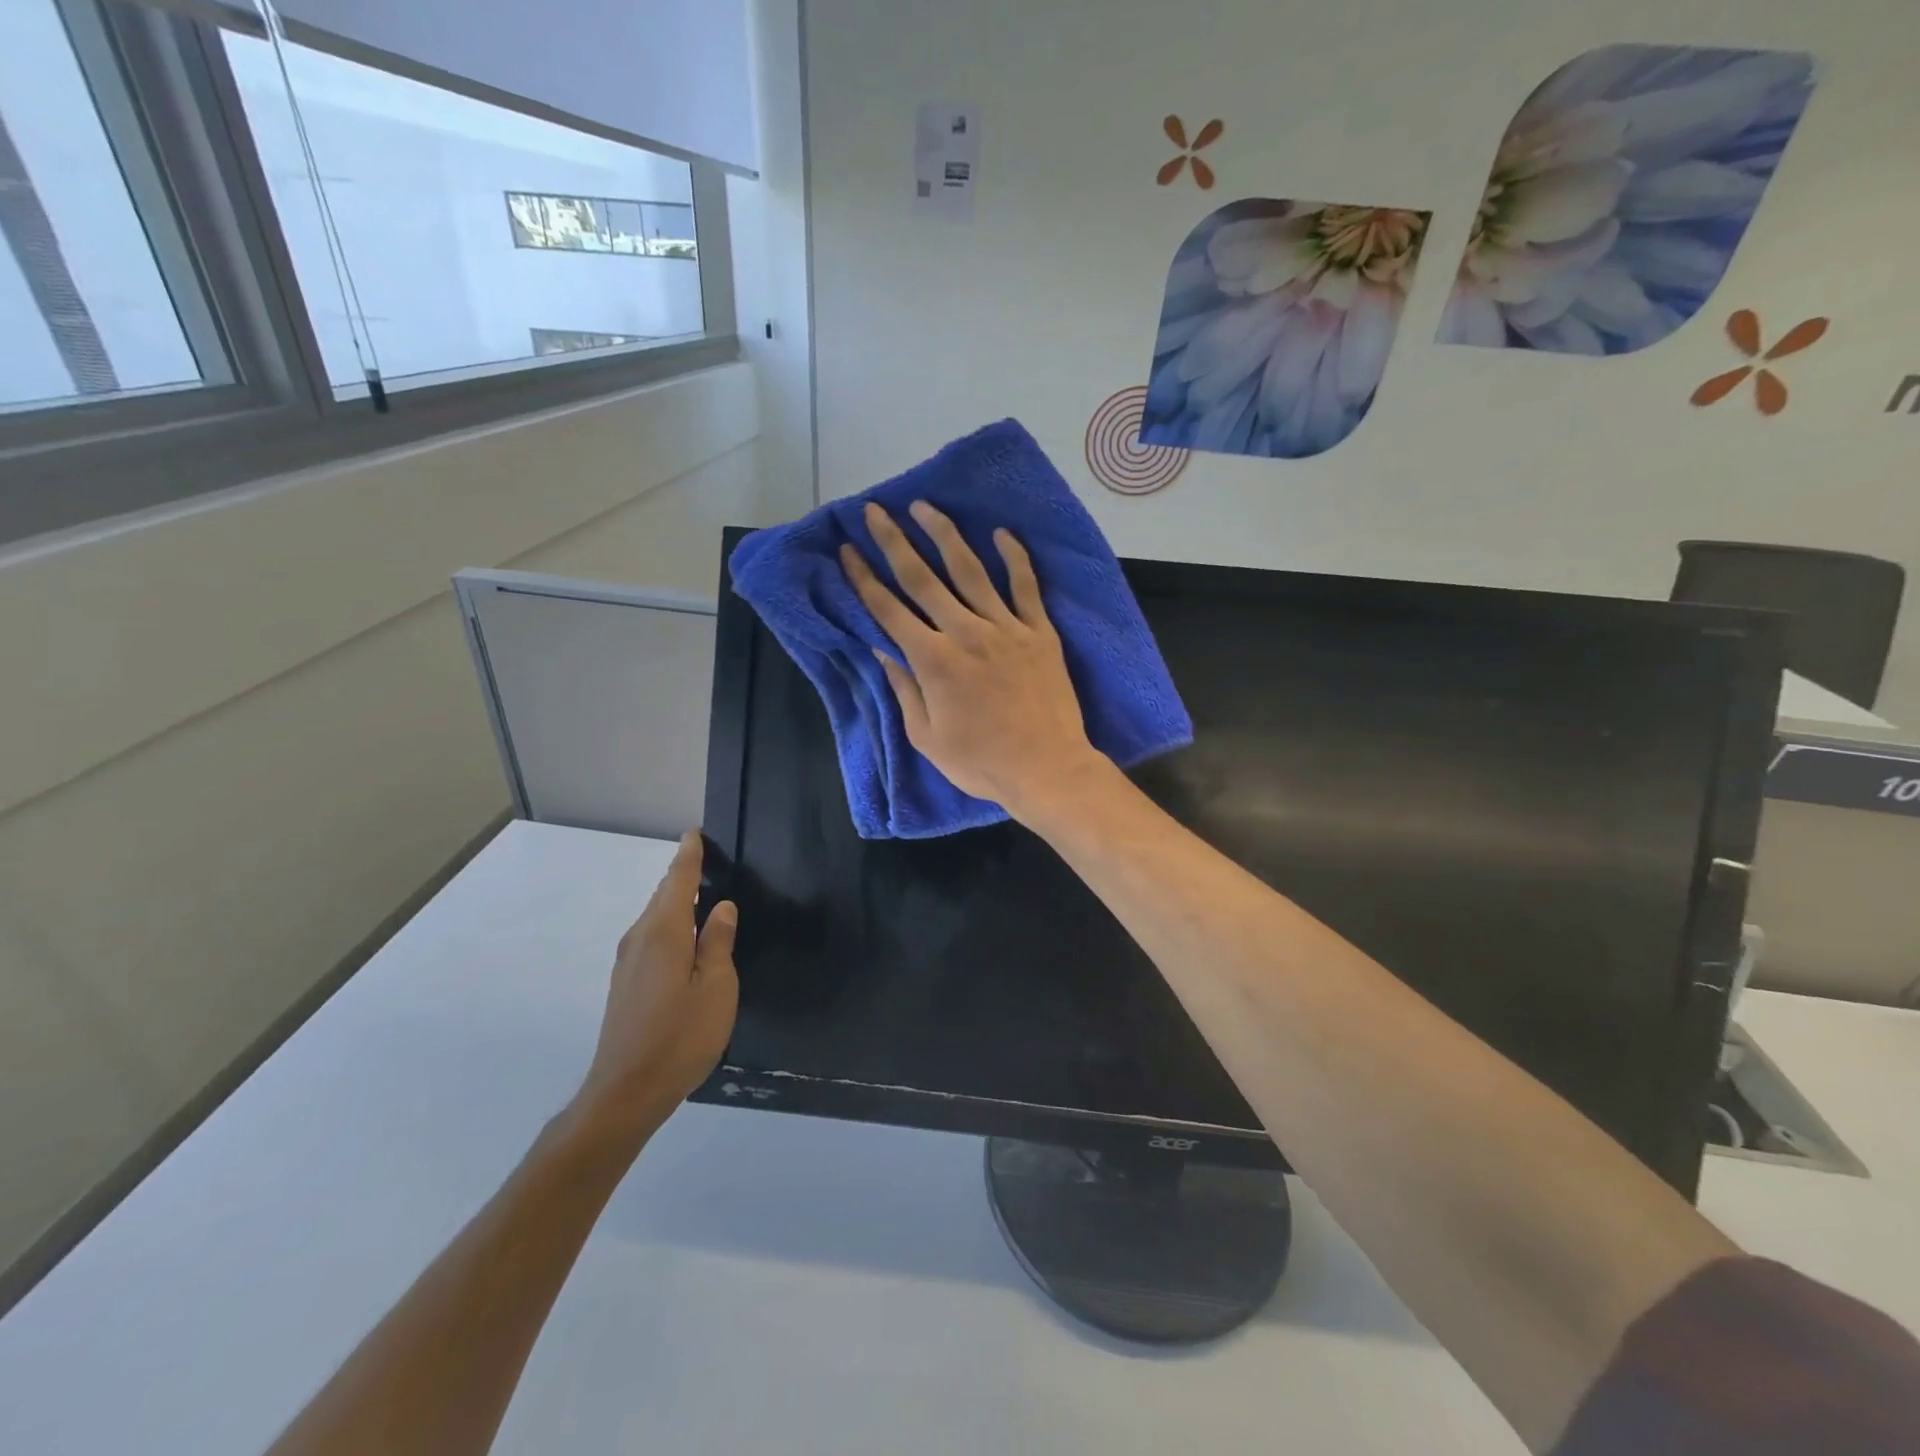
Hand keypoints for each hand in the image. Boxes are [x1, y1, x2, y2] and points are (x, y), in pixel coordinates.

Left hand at [573, 833, 738, 1139]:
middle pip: (663, 896)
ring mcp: (628, 962)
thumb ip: (718, 942)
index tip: (695, 835)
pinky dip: (669, 925)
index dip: (688, 857)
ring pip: (655, 918)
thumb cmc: (681, 1036)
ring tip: (702, 896)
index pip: (677, 881)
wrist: (626, 1092)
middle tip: (707, 861)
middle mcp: (640, 939)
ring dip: (675, 902)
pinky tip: (685, 939)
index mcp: (664, 933)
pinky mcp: (626, 983)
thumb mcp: (716, 987)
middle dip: (682, 876)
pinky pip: (650, 937)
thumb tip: (721, 907)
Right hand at [840, 501, 1104, 822]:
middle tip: (875, 510)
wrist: (1048, 769)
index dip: (863, 578)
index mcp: (933, 661)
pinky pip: (1026, 586)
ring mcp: (1007, 628)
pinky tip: (1002, 533)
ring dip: (945, 534)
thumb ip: (904, 689)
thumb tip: (881, 649)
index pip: (888, 610)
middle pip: (923, 578)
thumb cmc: (982, 763)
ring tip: (925, 507)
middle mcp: (966, 633)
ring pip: (971, 570)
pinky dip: (1015, 557)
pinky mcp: (1040, 632)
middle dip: (894, 541)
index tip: (847, 550)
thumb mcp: (927, 737)